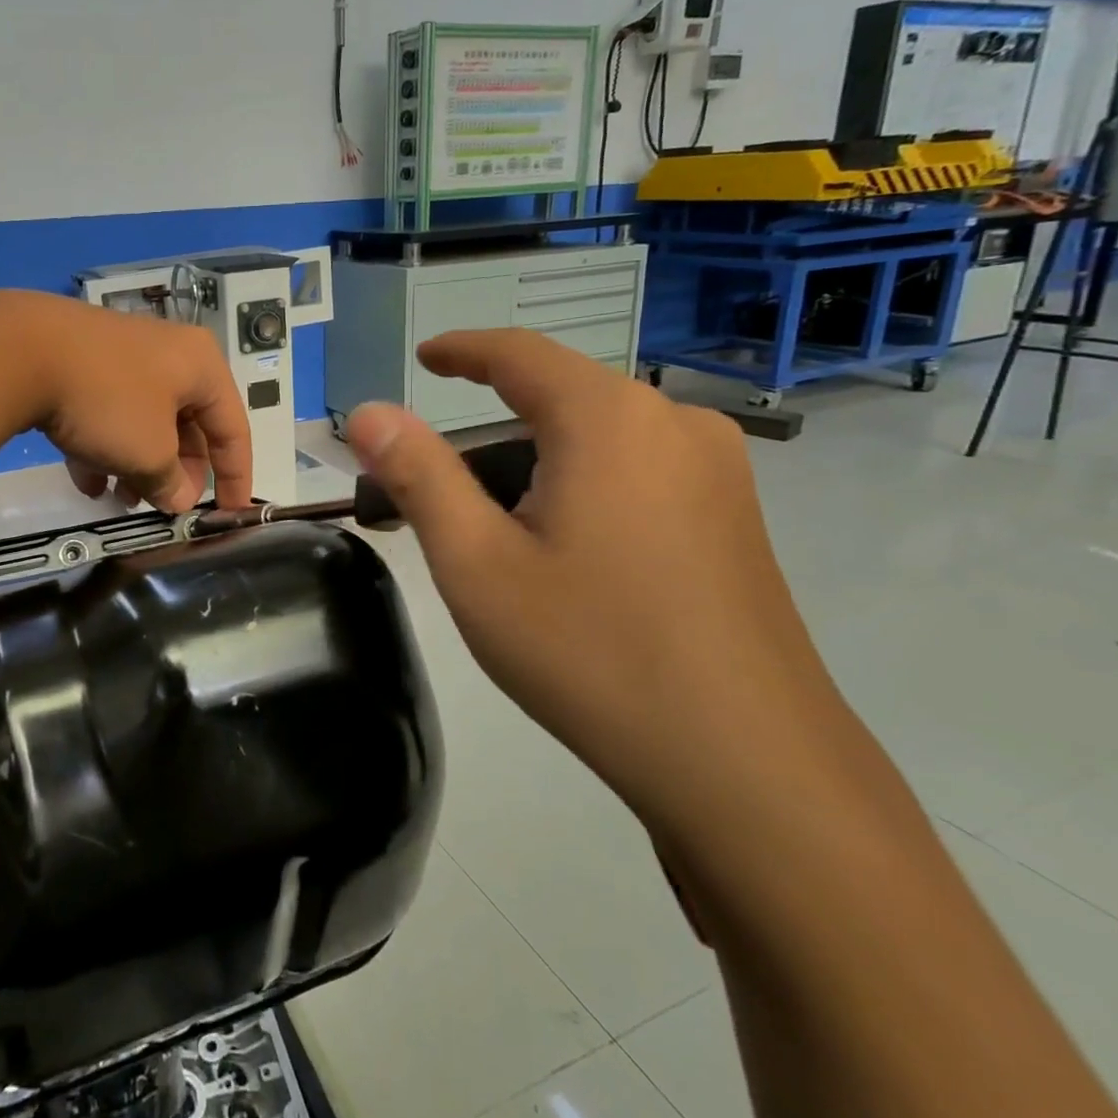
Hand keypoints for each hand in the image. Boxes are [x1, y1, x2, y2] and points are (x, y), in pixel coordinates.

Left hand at [0, 293, 254, 514]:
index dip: (236, 477)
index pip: (233, 428)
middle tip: (165, 508)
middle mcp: (168, 355)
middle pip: (188, 425)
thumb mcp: (149, 454)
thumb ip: (171, 482)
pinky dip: (105, 447)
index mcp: (201, 366)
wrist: (20, 351)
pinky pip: (109, 412)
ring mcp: (122, 356)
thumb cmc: (109, 401)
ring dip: (139, 466)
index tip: (232, 514)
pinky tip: (87, 481)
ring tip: (123, 502)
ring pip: (144, 422)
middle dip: (177, 473)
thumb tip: (178, 499)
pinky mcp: (84, 363)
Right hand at [343, 331, 864, 843]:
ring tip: (495, 537)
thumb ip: (417, 475)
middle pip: (558, 400)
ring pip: (599, 439)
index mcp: (608, 419)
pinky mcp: (736, 518)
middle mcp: (673, 424)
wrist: (750, 767)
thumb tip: (367, 412)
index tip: (424, 357)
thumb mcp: (477, 563)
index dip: (463, 349)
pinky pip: (638, 472)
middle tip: (436, 492)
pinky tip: (566, 555)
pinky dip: (582, 488)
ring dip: (536, 466)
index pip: (519, 353)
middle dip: (490, 433)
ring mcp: (718, 472)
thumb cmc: (592, 652)